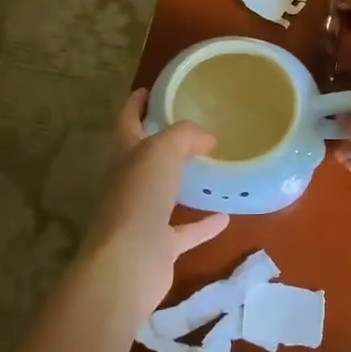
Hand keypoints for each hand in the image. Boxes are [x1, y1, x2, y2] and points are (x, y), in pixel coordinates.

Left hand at [73, 90, 229, 316]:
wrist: (128, 263)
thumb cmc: (139, 198)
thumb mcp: (162, 151)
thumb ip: (185, 136)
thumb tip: (207, 138)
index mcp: (125, 156)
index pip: (127, 121)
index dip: (135, 103)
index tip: (149, 89)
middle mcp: (129, 185)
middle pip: (144, 158)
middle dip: (161, 143)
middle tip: (191, 129)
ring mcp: (142, 218)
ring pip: (164, 194)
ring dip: (182, 183)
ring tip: (210, 168)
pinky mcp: (159, 247)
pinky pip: (184, 231)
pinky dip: (203, 224)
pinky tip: (225, 216)